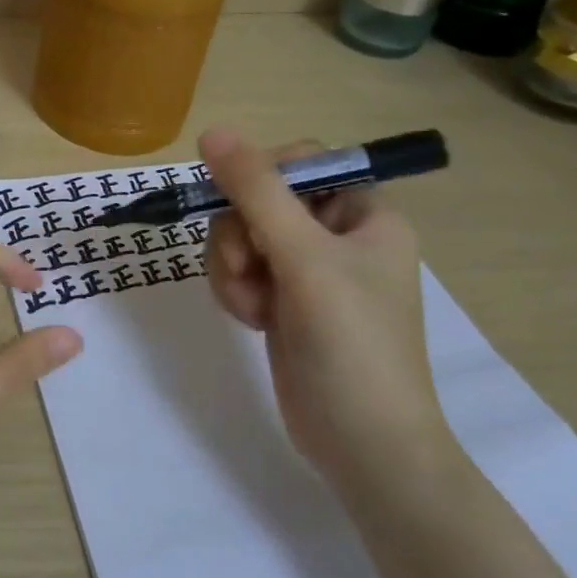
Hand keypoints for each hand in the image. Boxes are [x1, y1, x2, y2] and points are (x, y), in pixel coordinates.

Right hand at [199, 126, 453, 494]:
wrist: (363, 446)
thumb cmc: (351, 345)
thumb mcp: (302, 258)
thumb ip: (256, 192)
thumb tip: (212, 131)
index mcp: (364, 213)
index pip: (299, 162)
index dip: (261, 179)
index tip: (243, 210)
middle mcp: (337, 234)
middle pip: (259, 199)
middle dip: (241, 236)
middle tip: (249, 271)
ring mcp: (307, 269)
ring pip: (240, 235)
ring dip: (233, 268)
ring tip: (252, 306)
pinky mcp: (284, 299)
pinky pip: (240, 269)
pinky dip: (236, 290)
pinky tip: (252, 320)